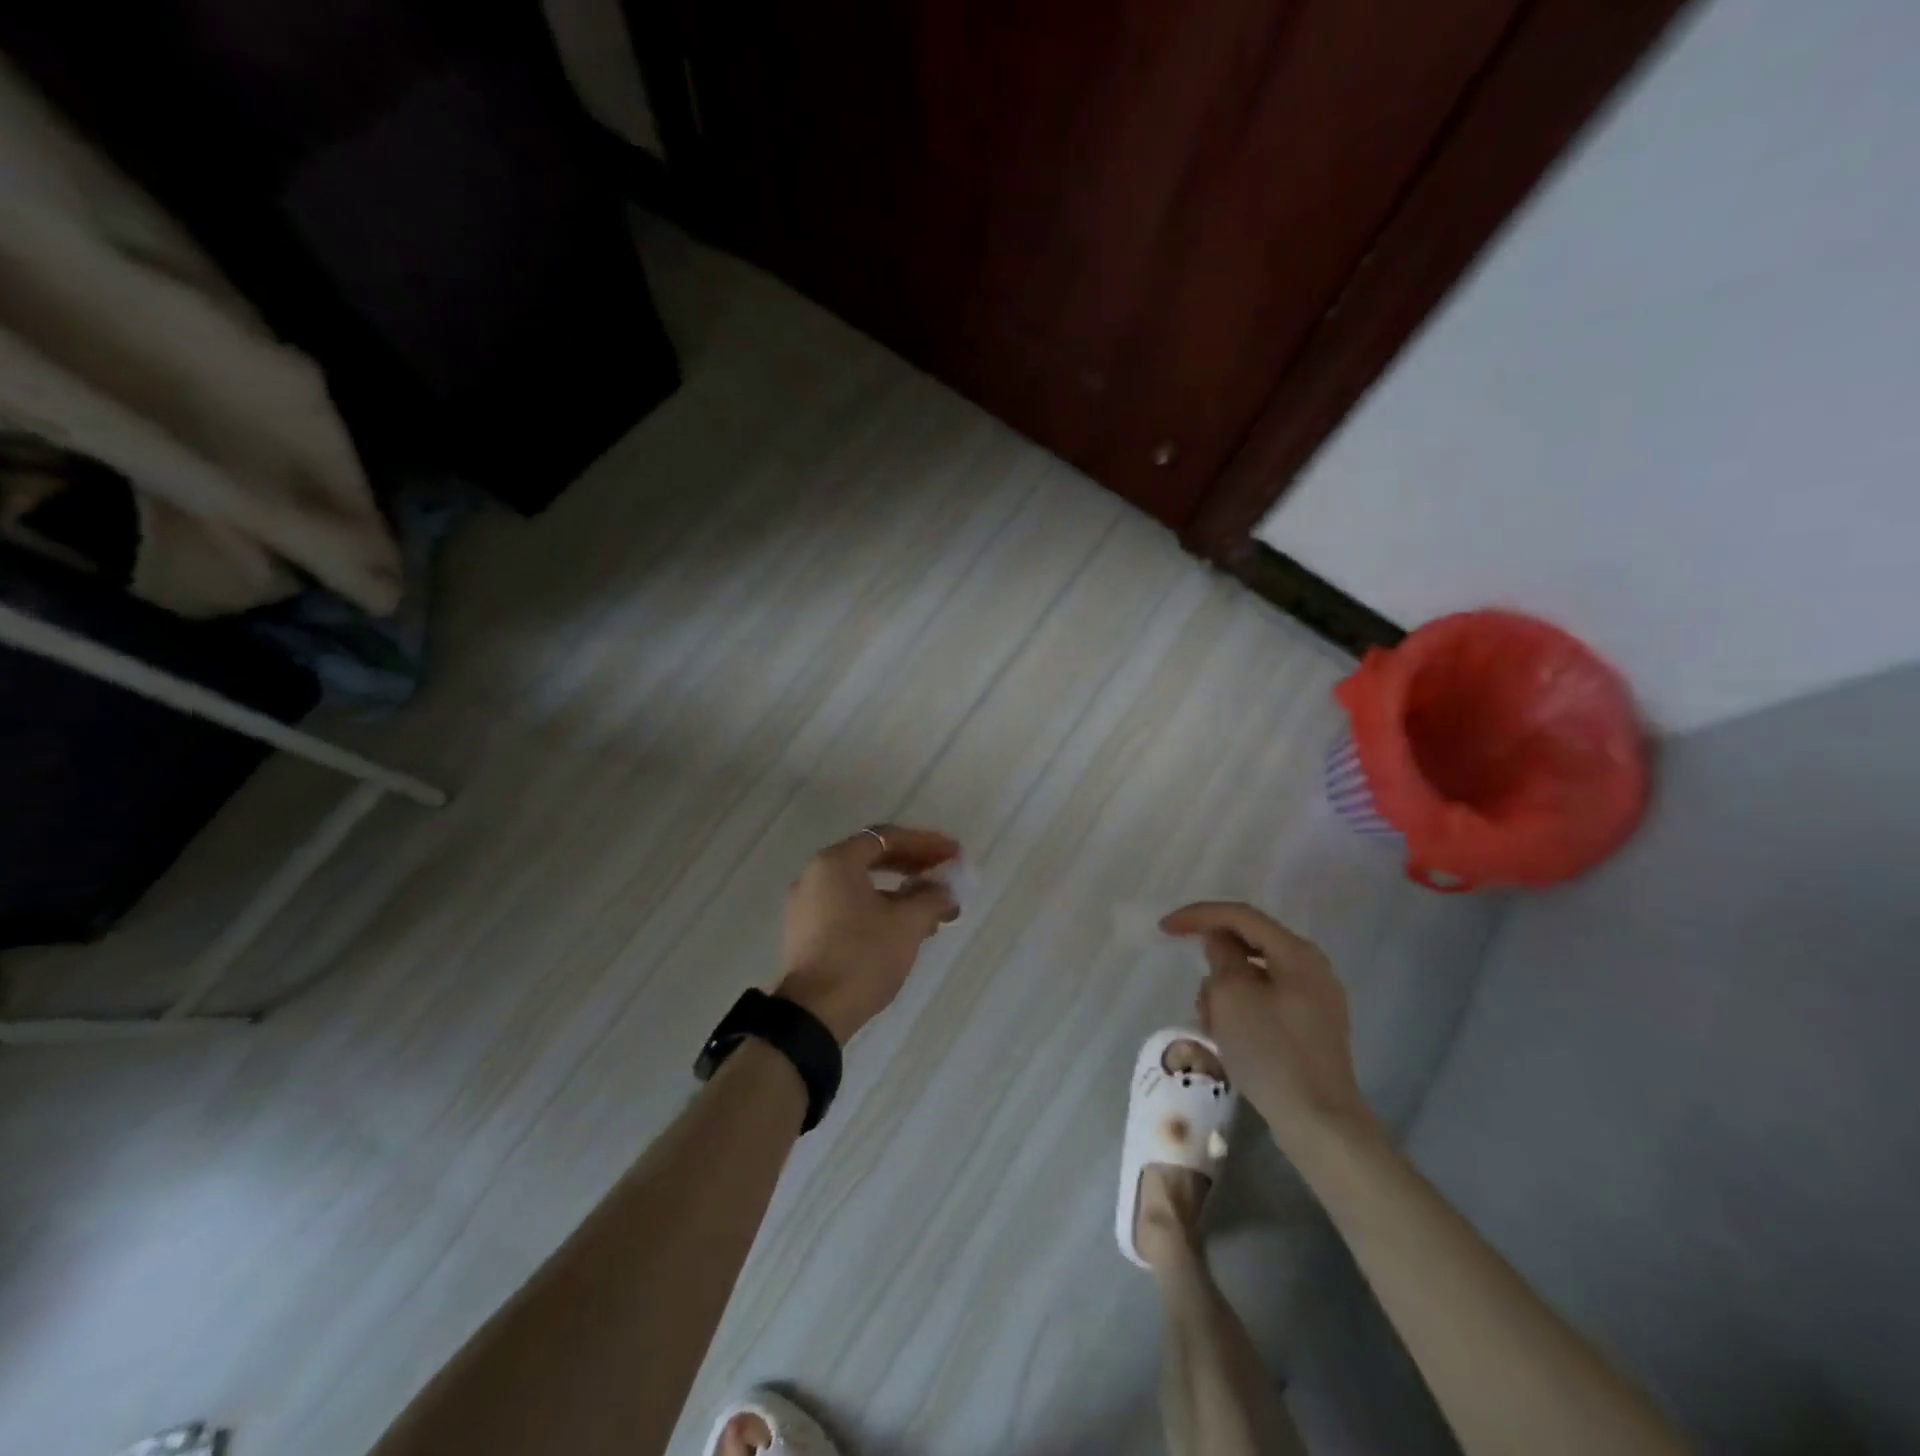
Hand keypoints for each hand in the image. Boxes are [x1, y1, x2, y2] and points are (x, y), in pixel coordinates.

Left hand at [777, 825, 961, 1042]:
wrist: (813, 1014)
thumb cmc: (862, 956)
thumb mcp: (907, 924)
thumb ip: (931, 897)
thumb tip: (945, 891)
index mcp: (836, 863)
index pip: (887, 837)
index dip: (925, 843)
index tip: (954, 853)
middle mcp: (815, 875)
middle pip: (872, 858)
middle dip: (913, 864)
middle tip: (944, 873)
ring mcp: (806, 906)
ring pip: (861, 886)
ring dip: (899, 890)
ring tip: (932, 906)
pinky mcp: (806, 934)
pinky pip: (848, 907)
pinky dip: (879, 908)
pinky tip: (904, 928)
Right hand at [1160, 902, 1378, 1156]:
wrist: (1319, 1123)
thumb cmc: (1270, 1051)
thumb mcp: (1232, 995)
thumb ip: (1221, 955)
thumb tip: (1219, 940)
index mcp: (1296, 952)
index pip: (1240, 915)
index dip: (1198, 915)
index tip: (1164, 930)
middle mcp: (1312, 968)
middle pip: (1249, 945)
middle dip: (1214, 965)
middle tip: (1198, 995)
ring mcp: (1316, 1000)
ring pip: (1255, 976)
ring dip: (1226, 992)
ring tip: (1211, 1025)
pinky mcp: (1312, 1029)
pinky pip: (1267, 1002)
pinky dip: (1242, 1009)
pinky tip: (1228, 1038)